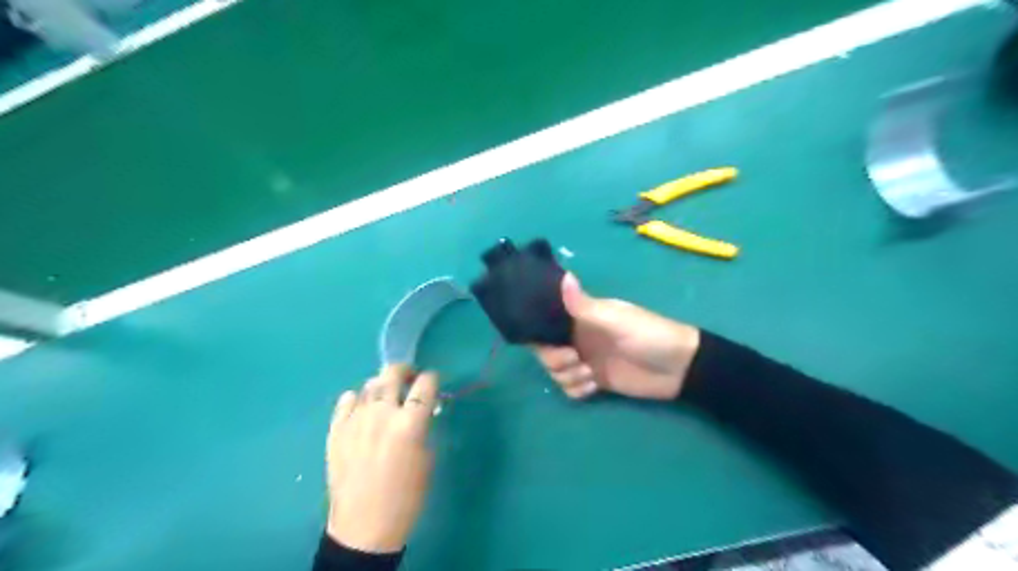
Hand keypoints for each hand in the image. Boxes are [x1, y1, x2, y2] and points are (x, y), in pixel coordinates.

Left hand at [326, 366, 437, 551]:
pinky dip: (357, 399)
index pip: (425, 384)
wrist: (364, 526)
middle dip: (404, 371)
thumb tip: (422, 410)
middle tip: (408, 379)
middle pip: (392, 373)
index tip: (432, 382)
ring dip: (382, 386)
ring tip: (386, 397)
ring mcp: (356, 420)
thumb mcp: (427, 459)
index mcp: (410, 423)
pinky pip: (346, 400)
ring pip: (370, 384)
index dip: (431, 379)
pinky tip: (362, 409)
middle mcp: (382, 413)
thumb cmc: (405, 496)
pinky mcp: (336, 430)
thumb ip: (424, 428)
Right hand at [534, 272, 699, 401]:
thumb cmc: (648, 335)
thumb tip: (563, 276)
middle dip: (554, 359)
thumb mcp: (615, 320)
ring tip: (589, 374)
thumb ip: (584, 305)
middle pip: (547, 350)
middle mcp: (579, 336)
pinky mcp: (594, 380)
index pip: (547, 320)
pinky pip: (571, 388)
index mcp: (582, 316)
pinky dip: (577, 389)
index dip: (540, 332)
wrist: (678, 368)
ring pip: (557, 371)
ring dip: (567, 376)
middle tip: (575, 359)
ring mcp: (586, 359)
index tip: (545, 340)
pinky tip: (593, 387)